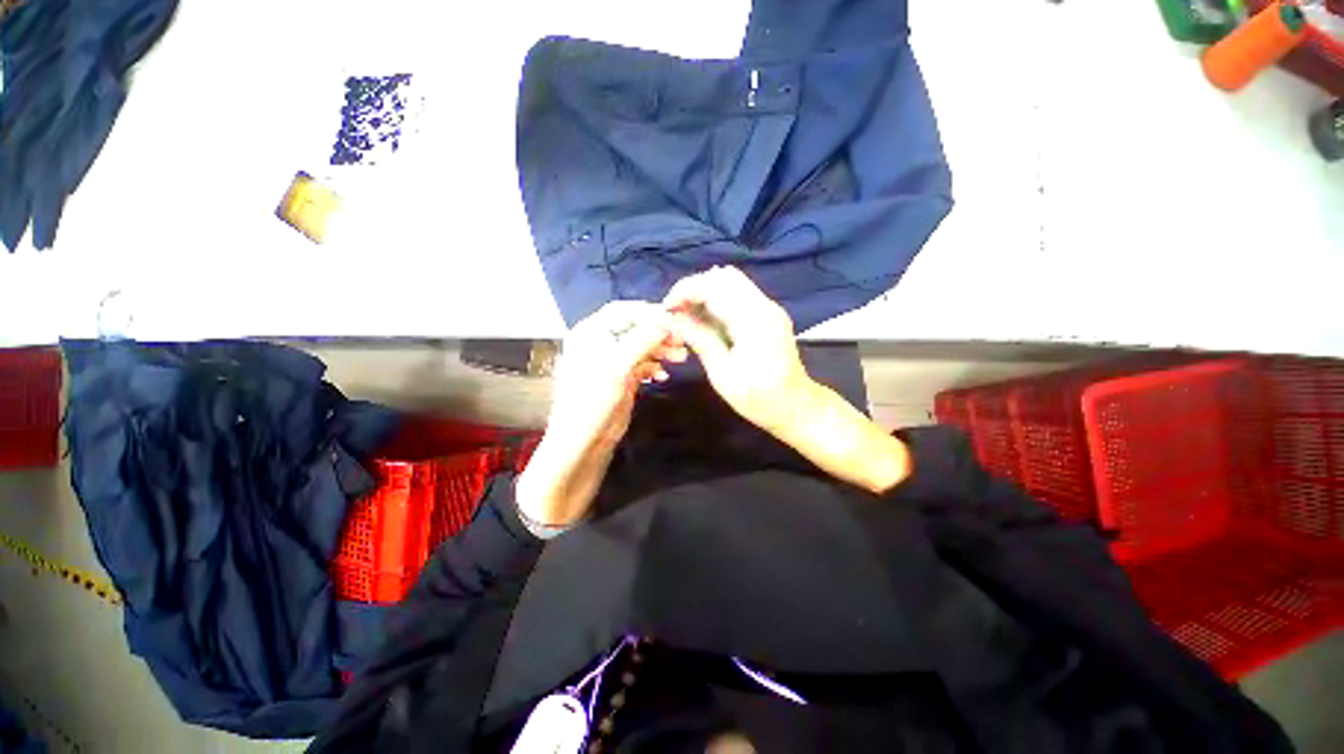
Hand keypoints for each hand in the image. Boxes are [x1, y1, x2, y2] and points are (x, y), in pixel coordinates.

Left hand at [516, 301, 685, 527]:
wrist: (583, 441)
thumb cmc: (594, 400)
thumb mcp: (619, 366)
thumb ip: (643, 340)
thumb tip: (668, 320)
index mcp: (591, 332)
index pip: (624, 310)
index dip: (650, 312)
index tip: (675, 320)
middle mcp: (600, 342)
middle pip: (635, 327)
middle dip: (659, 333)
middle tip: (683, 342)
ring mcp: (610, 361)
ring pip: (641, 346)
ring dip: (661, 350)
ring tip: (681, 358)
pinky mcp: (620, 378)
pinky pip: (641, 364)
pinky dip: (654, 366)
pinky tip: (663, 375)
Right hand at [663, 266, 811, 433]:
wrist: (796, 407)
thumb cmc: (758, 398)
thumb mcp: (722, 373)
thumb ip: (699, 340)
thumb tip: (672, 319)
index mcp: (753, 320)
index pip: (714, 286)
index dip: (686, 291)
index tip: (667, 309)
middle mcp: (764, 306)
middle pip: (724, 277)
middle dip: (694, 288)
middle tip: (676, 311)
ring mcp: (769, 308)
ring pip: (732, 282)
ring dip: (705, 292)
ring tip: (686, 315)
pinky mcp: (769, 315)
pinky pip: (739, 295)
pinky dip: (717, 300)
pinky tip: (705, 320)